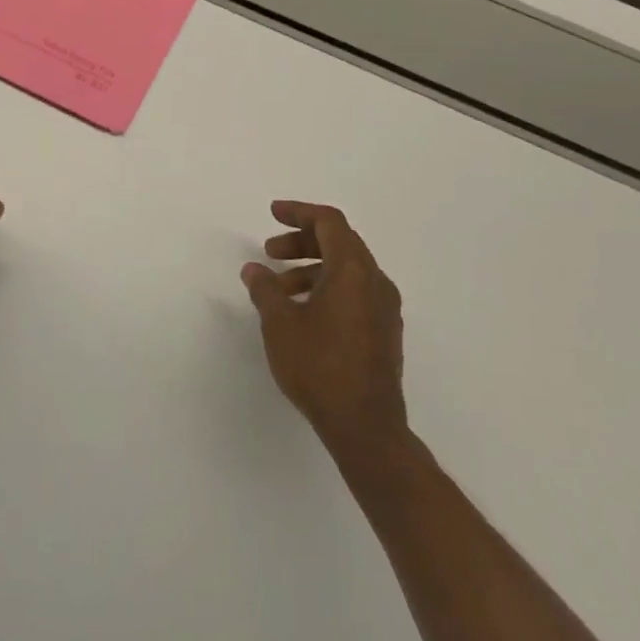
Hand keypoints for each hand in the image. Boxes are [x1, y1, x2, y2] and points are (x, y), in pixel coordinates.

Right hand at [241, 201, 406, 452]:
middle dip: (301, 242)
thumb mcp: (280, 325)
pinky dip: (328, 288)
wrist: (366, 429)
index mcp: (353, 270)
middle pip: (339, 242)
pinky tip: (303, 313)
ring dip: (311, 268)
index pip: (329, 221)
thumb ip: (265, 290)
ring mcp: (385, 308)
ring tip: (279, 291)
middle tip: (270, 252)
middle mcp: (375, 281)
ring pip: (347, 270)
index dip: (299, 212)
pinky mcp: (385, 332)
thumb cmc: (320, 368)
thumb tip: (254, 270)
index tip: (273, 213)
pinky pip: (355, 292)